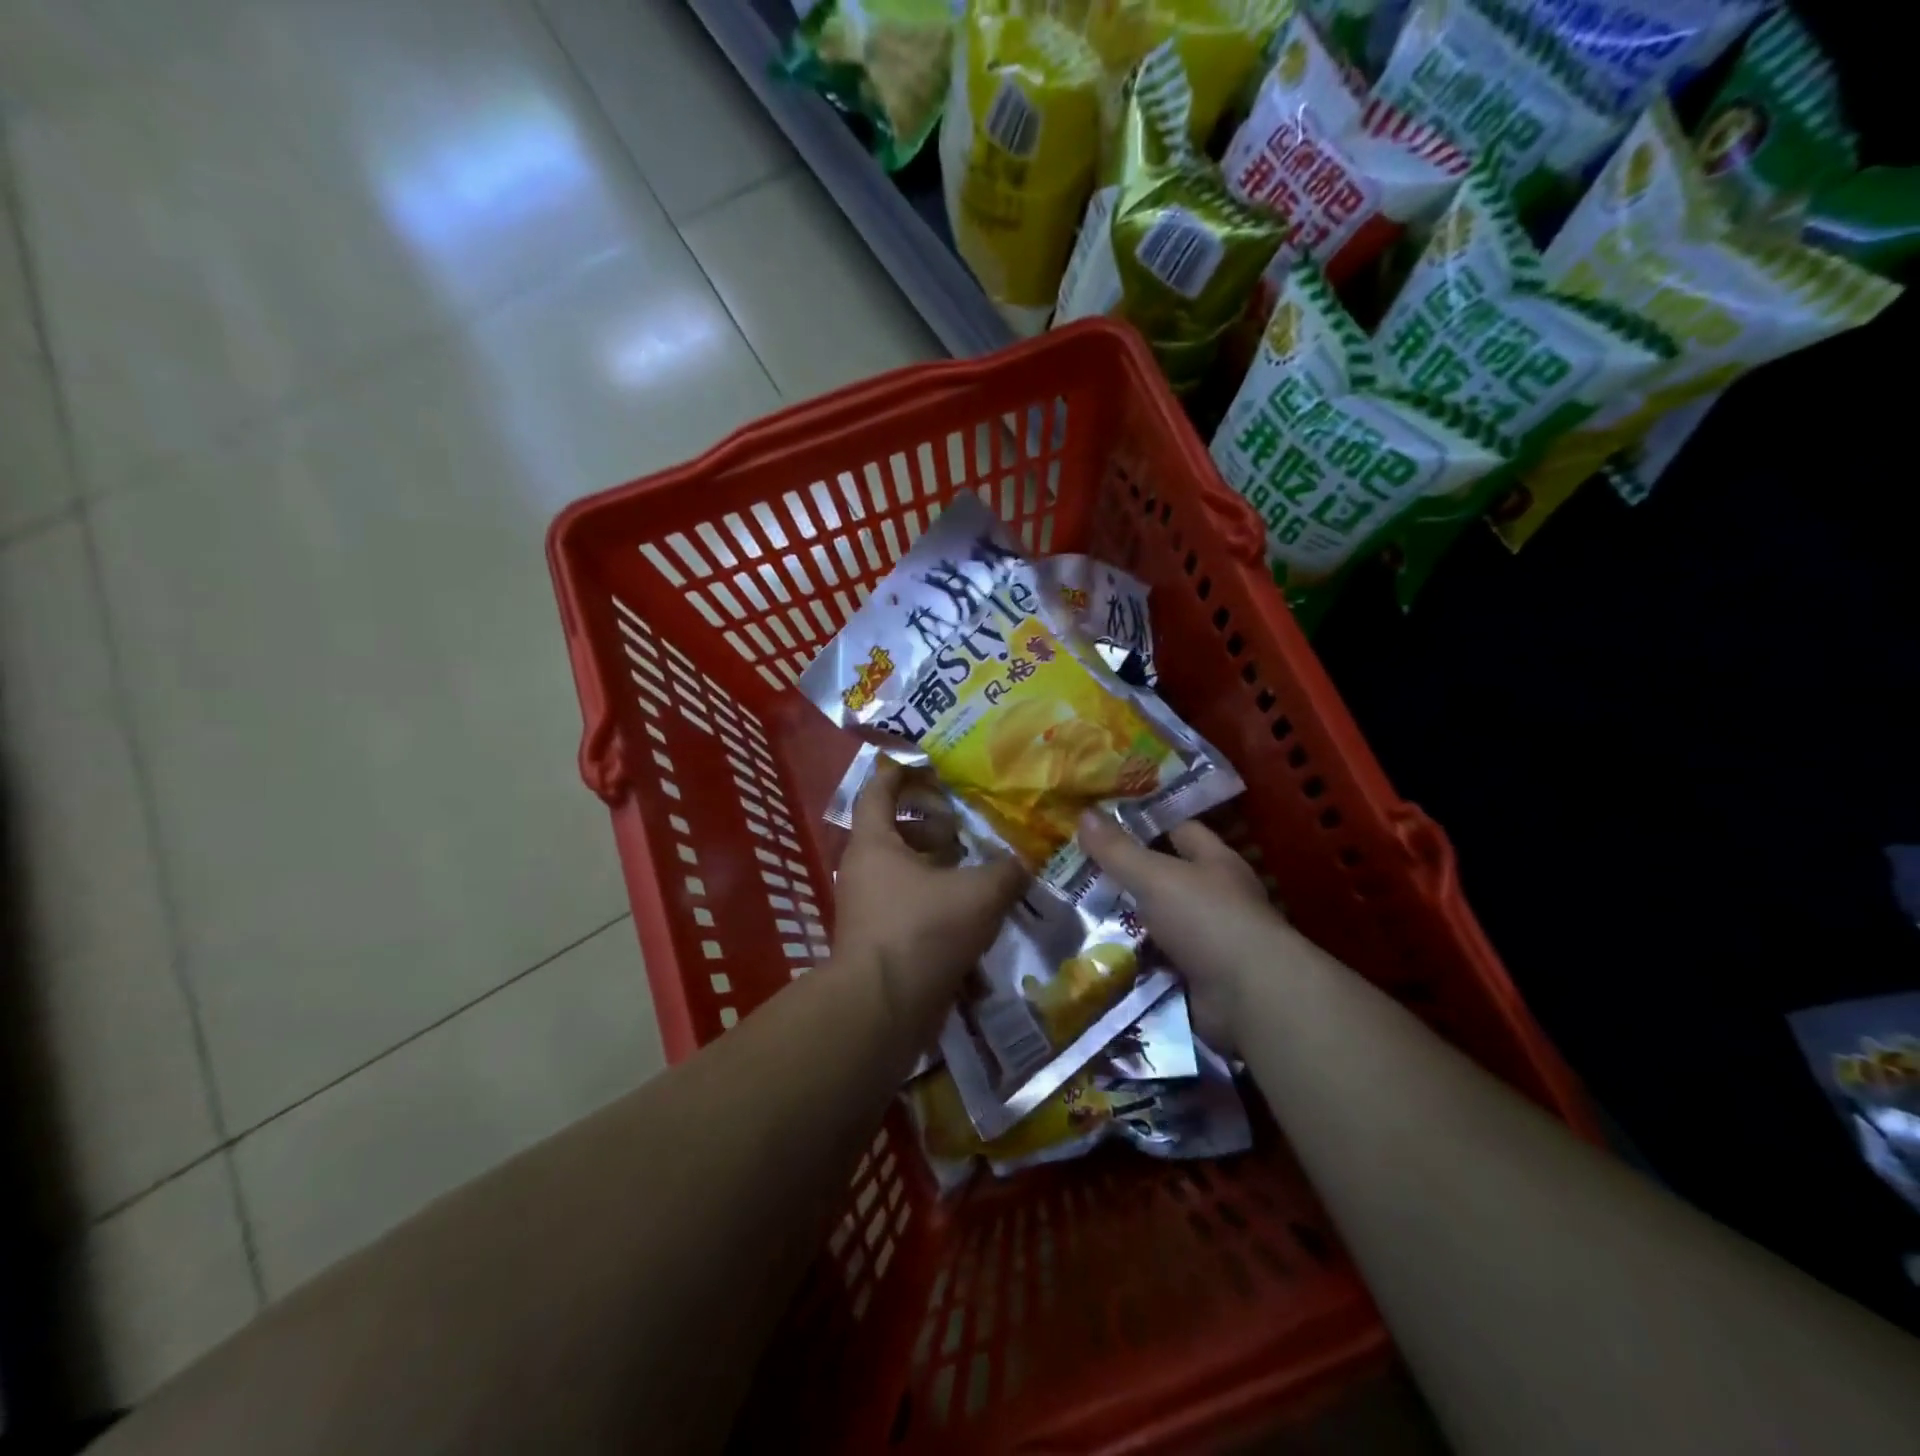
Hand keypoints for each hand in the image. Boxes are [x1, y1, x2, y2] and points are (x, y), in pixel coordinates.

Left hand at [833, 759, 1026, 1045]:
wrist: (882, 1010)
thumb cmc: (923, 932)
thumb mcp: (978, 894)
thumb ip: (1006, 871)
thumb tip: (1024, 860)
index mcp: (875, 844)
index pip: (879, 790)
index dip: (902, 772)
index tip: (930, 765)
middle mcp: (864, 870)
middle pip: (895, 833)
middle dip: (931, 827)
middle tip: (964, 829)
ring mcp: (868, 908)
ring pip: (905, 874)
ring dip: (938, 869)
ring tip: (977, 873)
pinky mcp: (879, 941)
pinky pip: (909, 909)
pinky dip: (937, 905)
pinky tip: (972, 919)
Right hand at [1078, 814, 1296, 1050]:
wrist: (1250, 997)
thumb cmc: (1207, 919)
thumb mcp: (1156, 877)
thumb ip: (1118, 850)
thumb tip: (1084, 813)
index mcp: (1214, 861)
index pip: (1178, 829)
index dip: (1143, 823)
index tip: (1102, 824)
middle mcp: (1214, 897)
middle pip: (1163, 878)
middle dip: (1124, 877)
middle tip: (1075, 871)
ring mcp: (1207, 940)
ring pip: (1155, 922)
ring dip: (1123, 922)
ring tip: (1073, 914)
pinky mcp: (1196, 977)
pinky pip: (1154, 961)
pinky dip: (1130, 960)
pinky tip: (1094, 955)